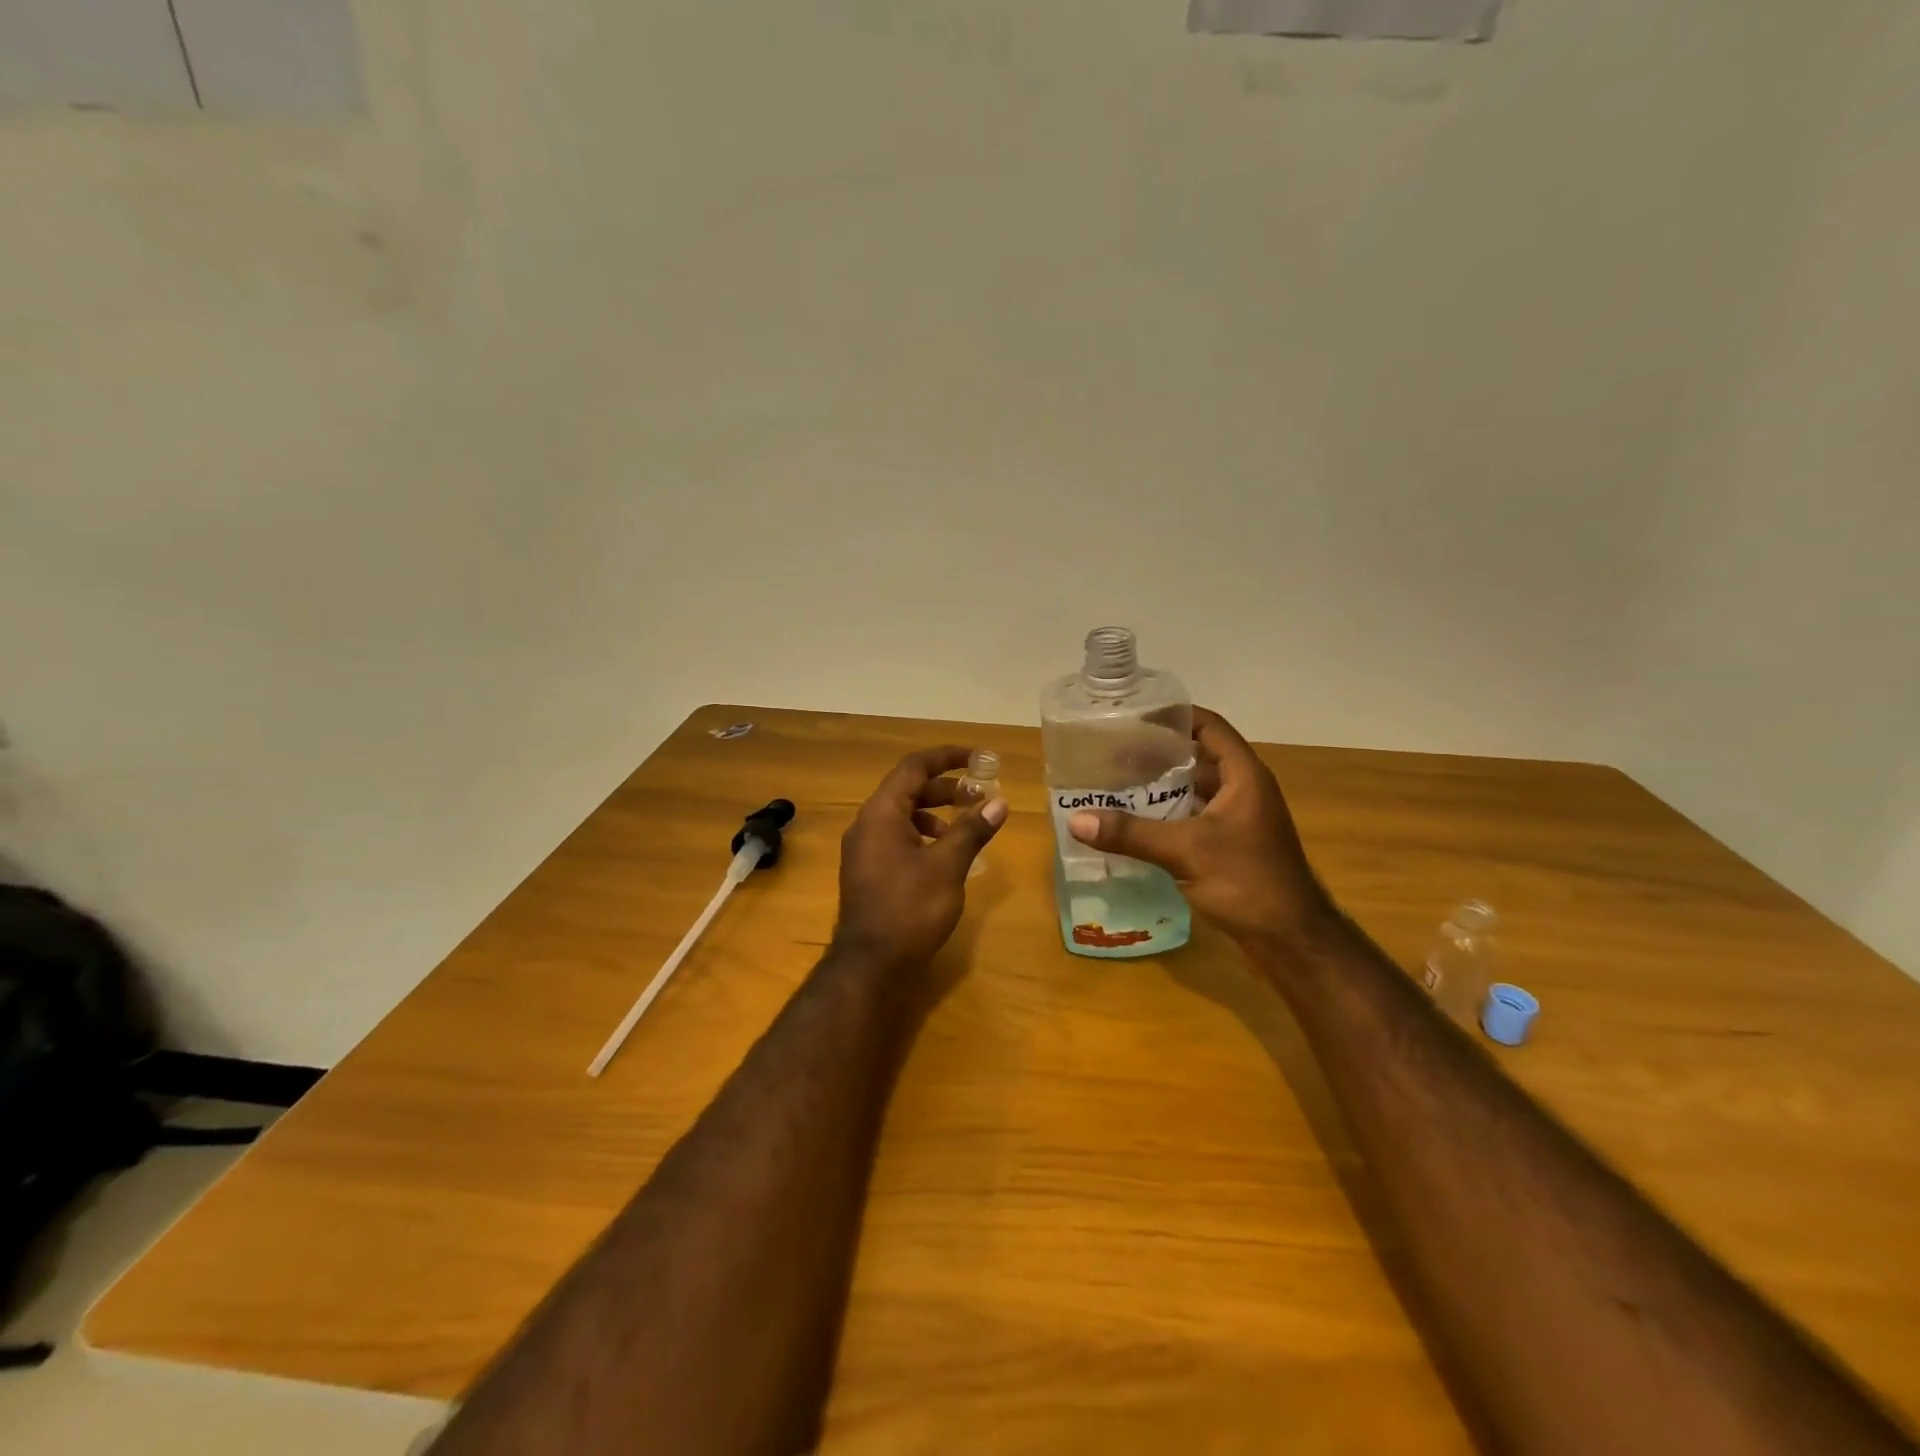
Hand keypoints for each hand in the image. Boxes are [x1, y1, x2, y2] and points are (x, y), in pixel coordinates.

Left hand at [833, 747, 1007, 972]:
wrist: (871, 965)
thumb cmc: (910, 908)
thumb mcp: (948, 866)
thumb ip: (972, 829)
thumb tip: (999, 802)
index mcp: (881, 813)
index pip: (914, 767)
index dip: (947, 757)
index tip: (979, 758)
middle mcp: (867, 824)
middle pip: (908, 789)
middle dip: (946, 788)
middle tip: (980, 795)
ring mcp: (864, 850)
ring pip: (903, 815)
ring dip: (936, 813)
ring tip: (967, 826)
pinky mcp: (869, 872)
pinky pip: (897, 838)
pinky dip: (924, 836)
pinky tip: (946, 856)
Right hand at [1065, 707, 1330, 951]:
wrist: (1291, 940)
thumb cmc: (1247, 882)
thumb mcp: (1186, 851)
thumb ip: (1131, 833)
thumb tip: (1076, 820)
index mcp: (1243, 776)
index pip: (1208, 726)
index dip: (1174, 716)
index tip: (1133, 716)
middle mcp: (1243, 790)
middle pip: (1197, 756)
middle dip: (1157, 752)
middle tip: (1112, 752)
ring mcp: (1239, 819)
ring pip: (1194, 789)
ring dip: (1160, 785)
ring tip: (1116, 783)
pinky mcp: (1231, 845)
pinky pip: (1193, 817)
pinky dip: (1167, 814)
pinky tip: (1136, 822)